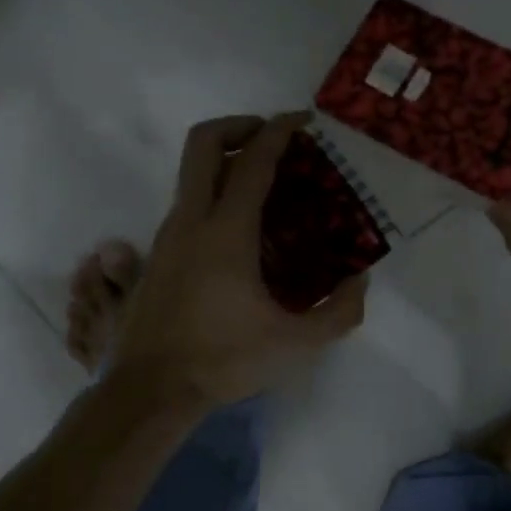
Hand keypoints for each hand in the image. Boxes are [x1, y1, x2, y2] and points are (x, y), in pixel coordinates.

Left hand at [109, 113, 367, 408]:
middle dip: (239, 125)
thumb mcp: (295, 343)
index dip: (281, 131)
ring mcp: (166, 236)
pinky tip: (239, 232)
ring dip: (224, 162)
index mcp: (226, 232)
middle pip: (203, 143)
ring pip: (190, 174)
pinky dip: (212, 194)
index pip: (253, 161)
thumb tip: (360, 281)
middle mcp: (190, 220)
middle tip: (272, 138)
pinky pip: (186, 204)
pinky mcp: (156, 255)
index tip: (304, 121)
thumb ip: (338, 311)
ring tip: (263, 187)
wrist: (150, 389)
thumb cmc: (223, 361)